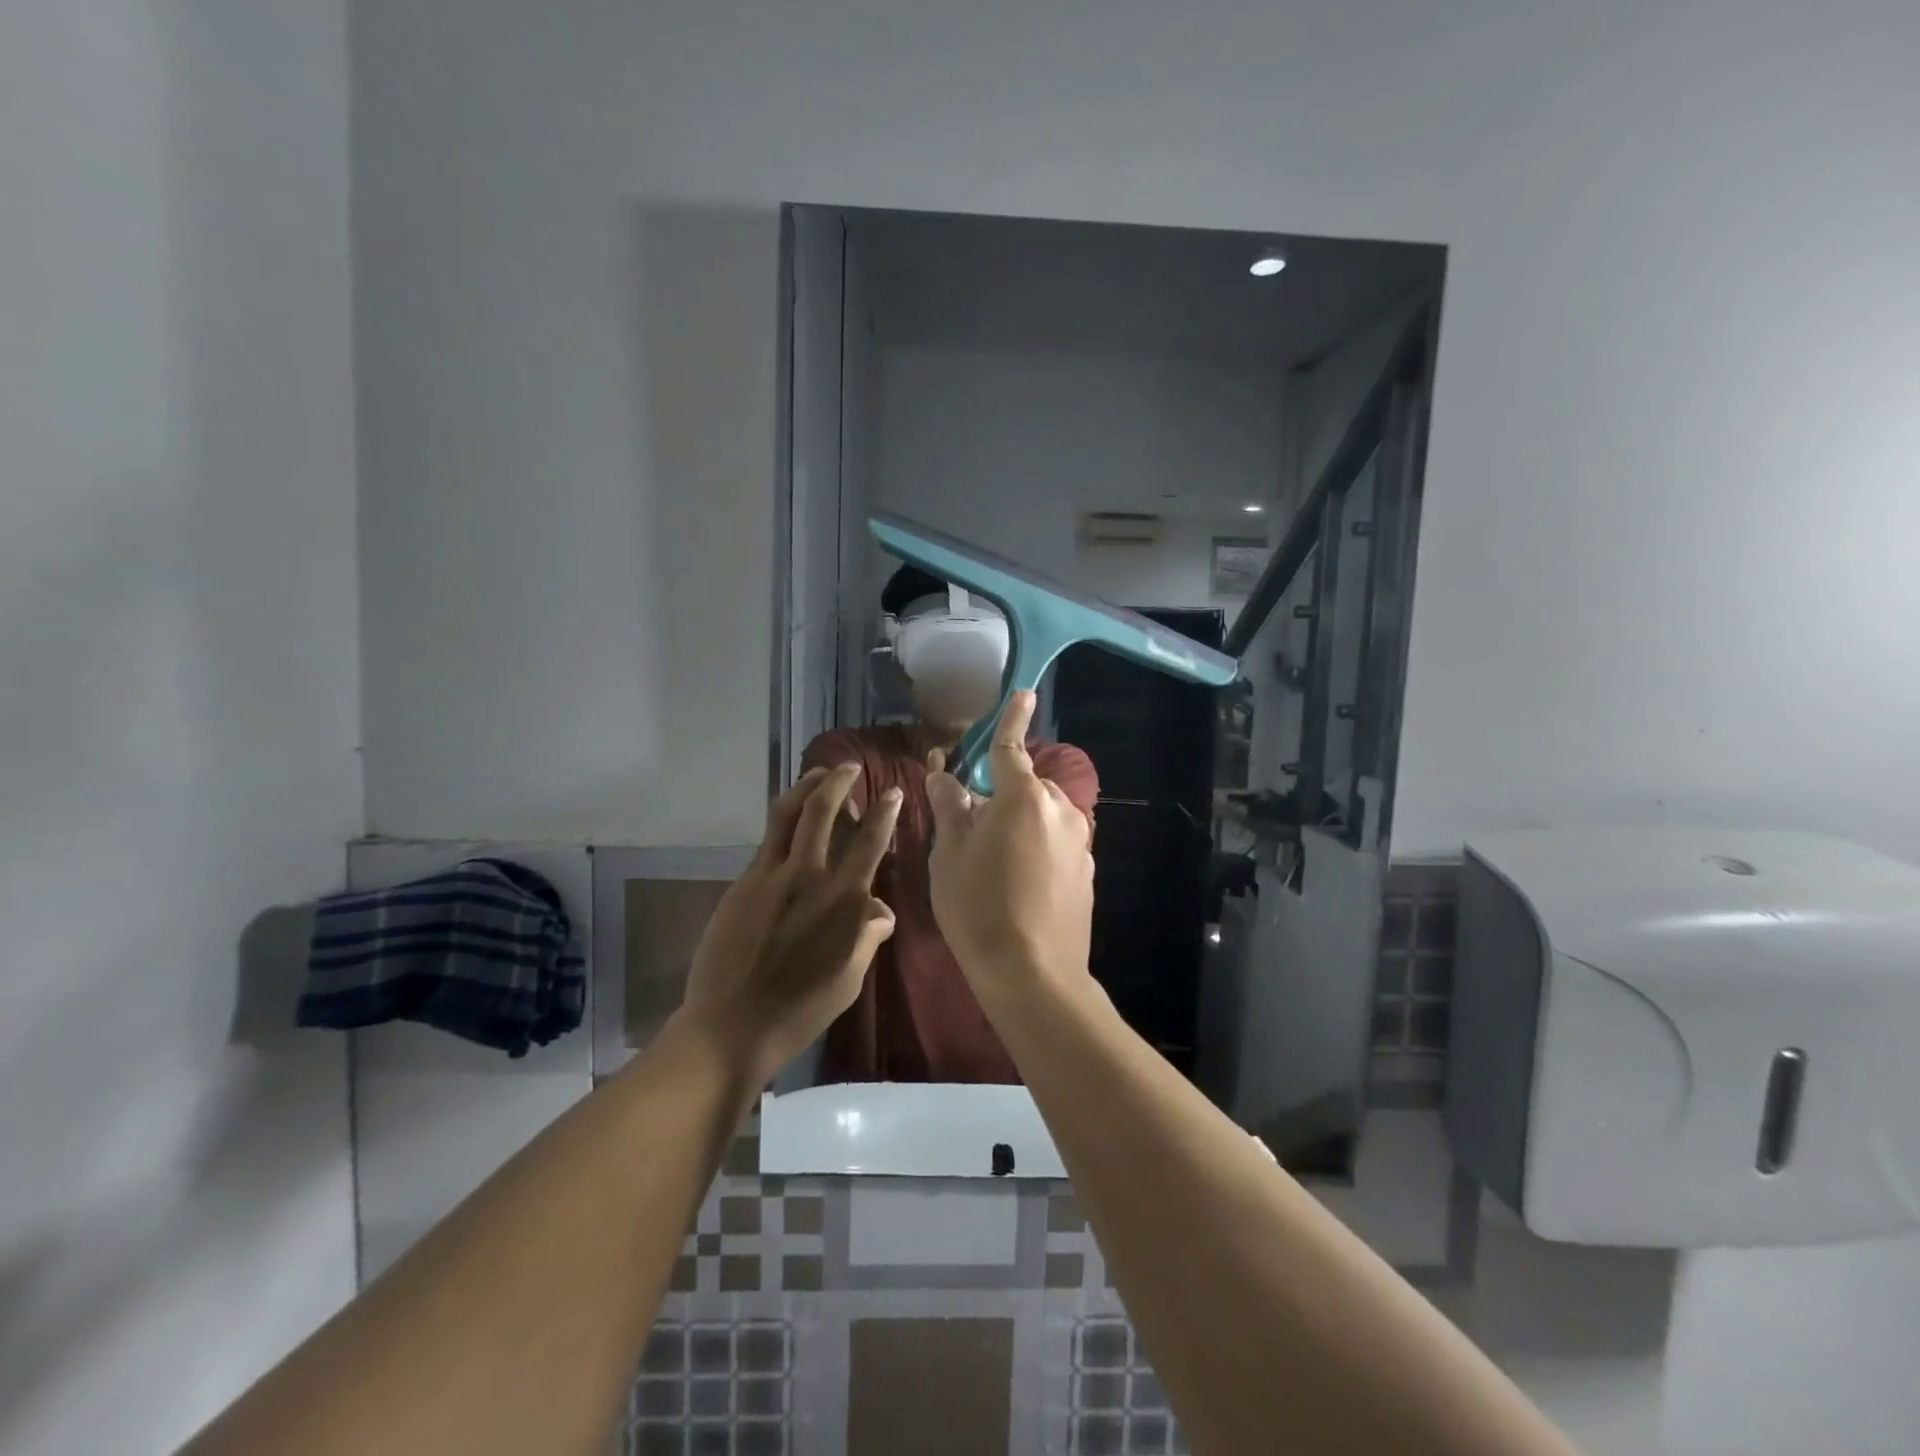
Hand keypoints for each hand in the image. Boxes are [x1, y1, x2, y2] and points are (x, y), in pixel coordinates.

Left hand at [680, 764, 902, 1080]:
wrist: (733, 1024)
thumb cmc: (801, 1009)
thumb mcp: (850, 978)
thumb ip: (867, 936)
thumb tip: (880, 909)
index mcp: (842, 900)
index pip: (870, 842)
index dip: (883, 812)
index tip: (892, 791)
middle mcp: (808, 876)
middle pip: (822, 811)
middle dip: (838, 781)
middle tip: (848, 767)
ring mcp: (770, 876)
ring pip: (787, 814)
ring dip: (805, 787)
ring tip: (817, 775)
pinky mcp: (742, 884)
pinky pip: (767, 842)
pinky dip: (783, 823)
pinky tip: (789, 825)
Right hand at [924, 691, 1094, 998]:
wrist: (1032, 974)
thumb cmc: (978, 907)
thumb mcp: (950, 854)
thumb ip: (950, 806)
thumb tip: (943, 774)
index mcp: (1023, 797)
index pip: (1012, 747)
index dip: (1013, 718)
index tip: (1023, 693)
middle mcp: (1060, 810)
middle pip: (1027, 786)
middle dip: (1004, 794)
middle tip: (974, 829)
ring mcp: (1080, 842)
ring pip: (1043, 816)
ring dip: (1021, 823)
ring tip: (995, 864)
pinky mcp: (1088, 872)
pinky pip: (1057, 843)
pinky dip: (1039, 847)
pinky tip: (1021, 886)